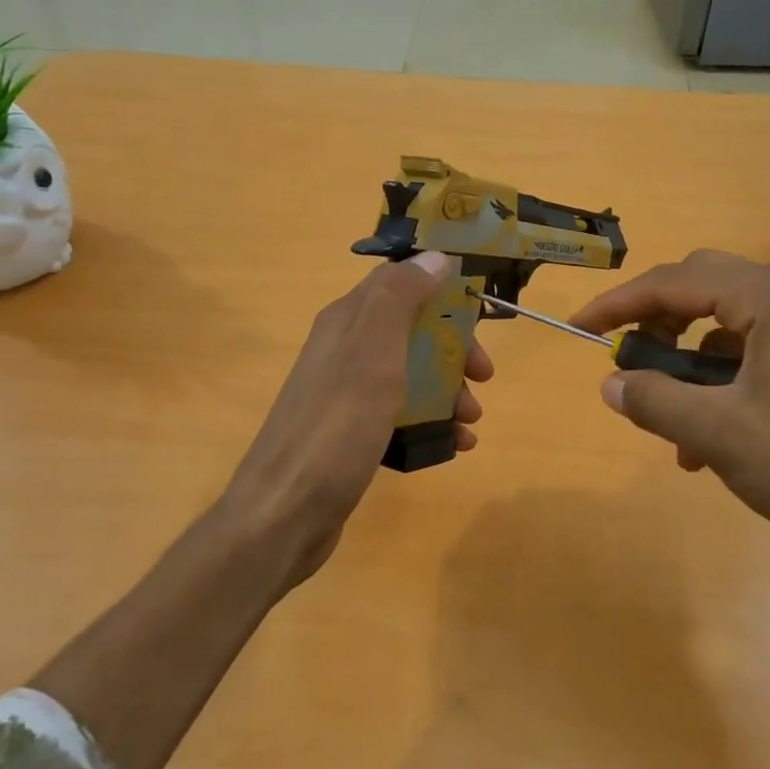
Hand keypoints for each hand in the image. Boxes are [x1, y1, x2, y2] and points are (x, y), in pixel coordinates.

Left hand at [218, 251, 492, 589]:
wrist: (285, 513)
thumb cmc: (336, 427)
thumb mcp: (372, 353)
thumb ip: (400, 298)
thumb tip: (434, 255)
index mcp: (347, 321)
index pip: (399, 282)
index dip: (441, 289)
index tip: (480, 311)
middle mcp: (345, 350)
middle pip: (411, 331)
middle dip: (453, 348)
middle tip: (484, 375)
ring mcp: (347, 394)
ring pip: (410, 375)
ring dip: (448, 389)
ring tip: (472, 419)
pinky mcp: (352, 433)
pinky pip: (401, 415)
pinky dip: (432, 422)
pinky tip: (455, 445)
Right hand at [570, 250, 769, 571]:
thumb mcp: (718, 433)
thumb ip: (653, 400)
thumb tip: (609, 384)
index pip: (677, 281)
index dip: (620, 303)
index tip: (580, 328)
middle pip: (705, 289)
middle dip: (658, 324)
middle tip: (628, 360)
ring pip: (730, 326)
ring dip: (690, 366)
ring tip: (672, 425)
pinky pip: (758, 352)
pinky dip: (724, 383)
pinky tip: (712, 439)